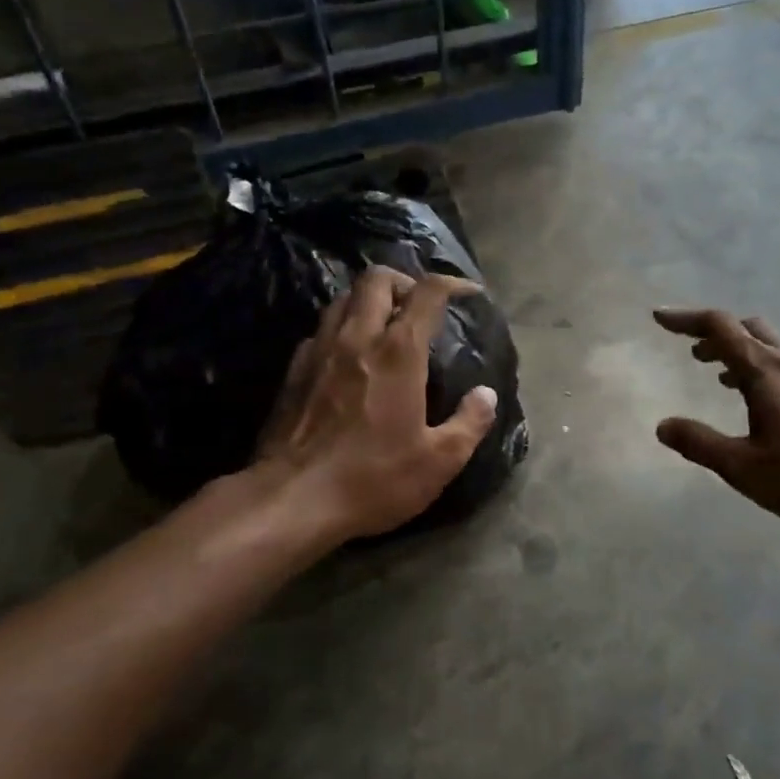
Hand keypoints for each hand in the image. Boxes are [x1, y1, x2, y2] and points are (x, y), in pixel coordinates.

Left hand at [254, 266, 497, 541]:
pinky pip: (322, 329)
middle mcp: (356, 338)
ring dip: (369, 300)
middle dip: (404, 281)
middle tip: (420, 306)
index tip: (468, 293)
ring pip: (343, 298)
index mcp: (398, 352)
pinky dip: (343, 328)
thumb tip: (486, 395)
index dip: (452, 284)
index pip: (427, 293)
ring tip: (386, 325)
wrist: (293, 499)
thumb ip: (469, 423)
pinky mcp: (294, 371)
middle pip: (377, 279)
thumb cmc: (373, 478)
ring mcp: (319, 351)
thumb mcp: (439, 461)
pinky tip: (350, 356)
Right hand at [653, 308, 779, 527]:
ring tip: (722, 378)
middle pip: (750, 329)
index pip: (719, 328)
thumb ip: (700, 444)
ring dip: (742, 354)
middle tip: (693, 353)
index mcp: (764, 373)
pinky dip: (768, 371)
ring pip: (774, 348)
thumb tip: (663, 426)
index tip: (659, 317)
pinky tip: (772, 399)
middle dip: (716, 335)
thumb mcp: (744, 467)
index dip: (686, 319)